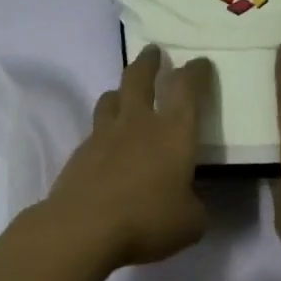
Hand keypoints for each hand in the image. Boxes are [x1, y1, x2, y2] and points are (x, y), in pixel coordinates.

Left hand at [43, 47, 210, 268]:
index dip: (196, 72)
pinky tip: (107, 144)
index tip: (200, 63)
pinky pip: (94, 130)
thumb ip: (194, 205)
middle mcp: (138, 123)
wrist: (83, 228)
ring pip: (111, 98)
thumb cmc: (147, 220)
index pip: (187, 89)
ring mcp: (103, 135)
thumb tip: (188, 201)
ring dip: (121, 91)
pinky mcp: (79, 154)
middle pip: (139, 78)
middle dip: (148, 62)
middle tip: (153, 52)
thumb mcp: (190, 222)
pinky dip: (104, 129)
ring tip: (125, 94)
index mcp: (173, 132)